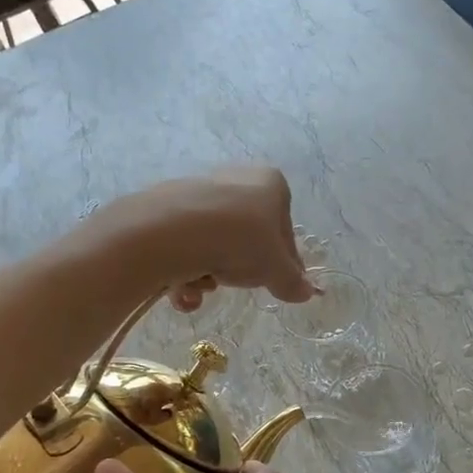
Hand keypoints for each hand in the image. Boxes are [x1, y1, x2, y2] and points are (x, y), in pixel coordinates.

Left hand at [103, 168, 314, 308]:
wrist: (171, 231)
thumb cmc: (240, 240)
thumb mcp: (275, 268)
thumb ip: (292, 281)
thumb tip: (307, 293)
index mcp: (270, 183)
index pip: (284, 229)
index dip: (284, 262)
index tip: (277, 284)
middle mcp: (235, 179)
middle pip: (246, 237)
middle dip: (240, 268)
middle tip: (237, 284)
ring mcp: (198, 192)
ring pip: (214, 245)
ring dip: (210, 275)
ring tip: (203, 284)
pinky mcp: (165, 208)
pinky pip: (184, 246)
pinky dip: (184, 270)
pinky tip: (180, 288)